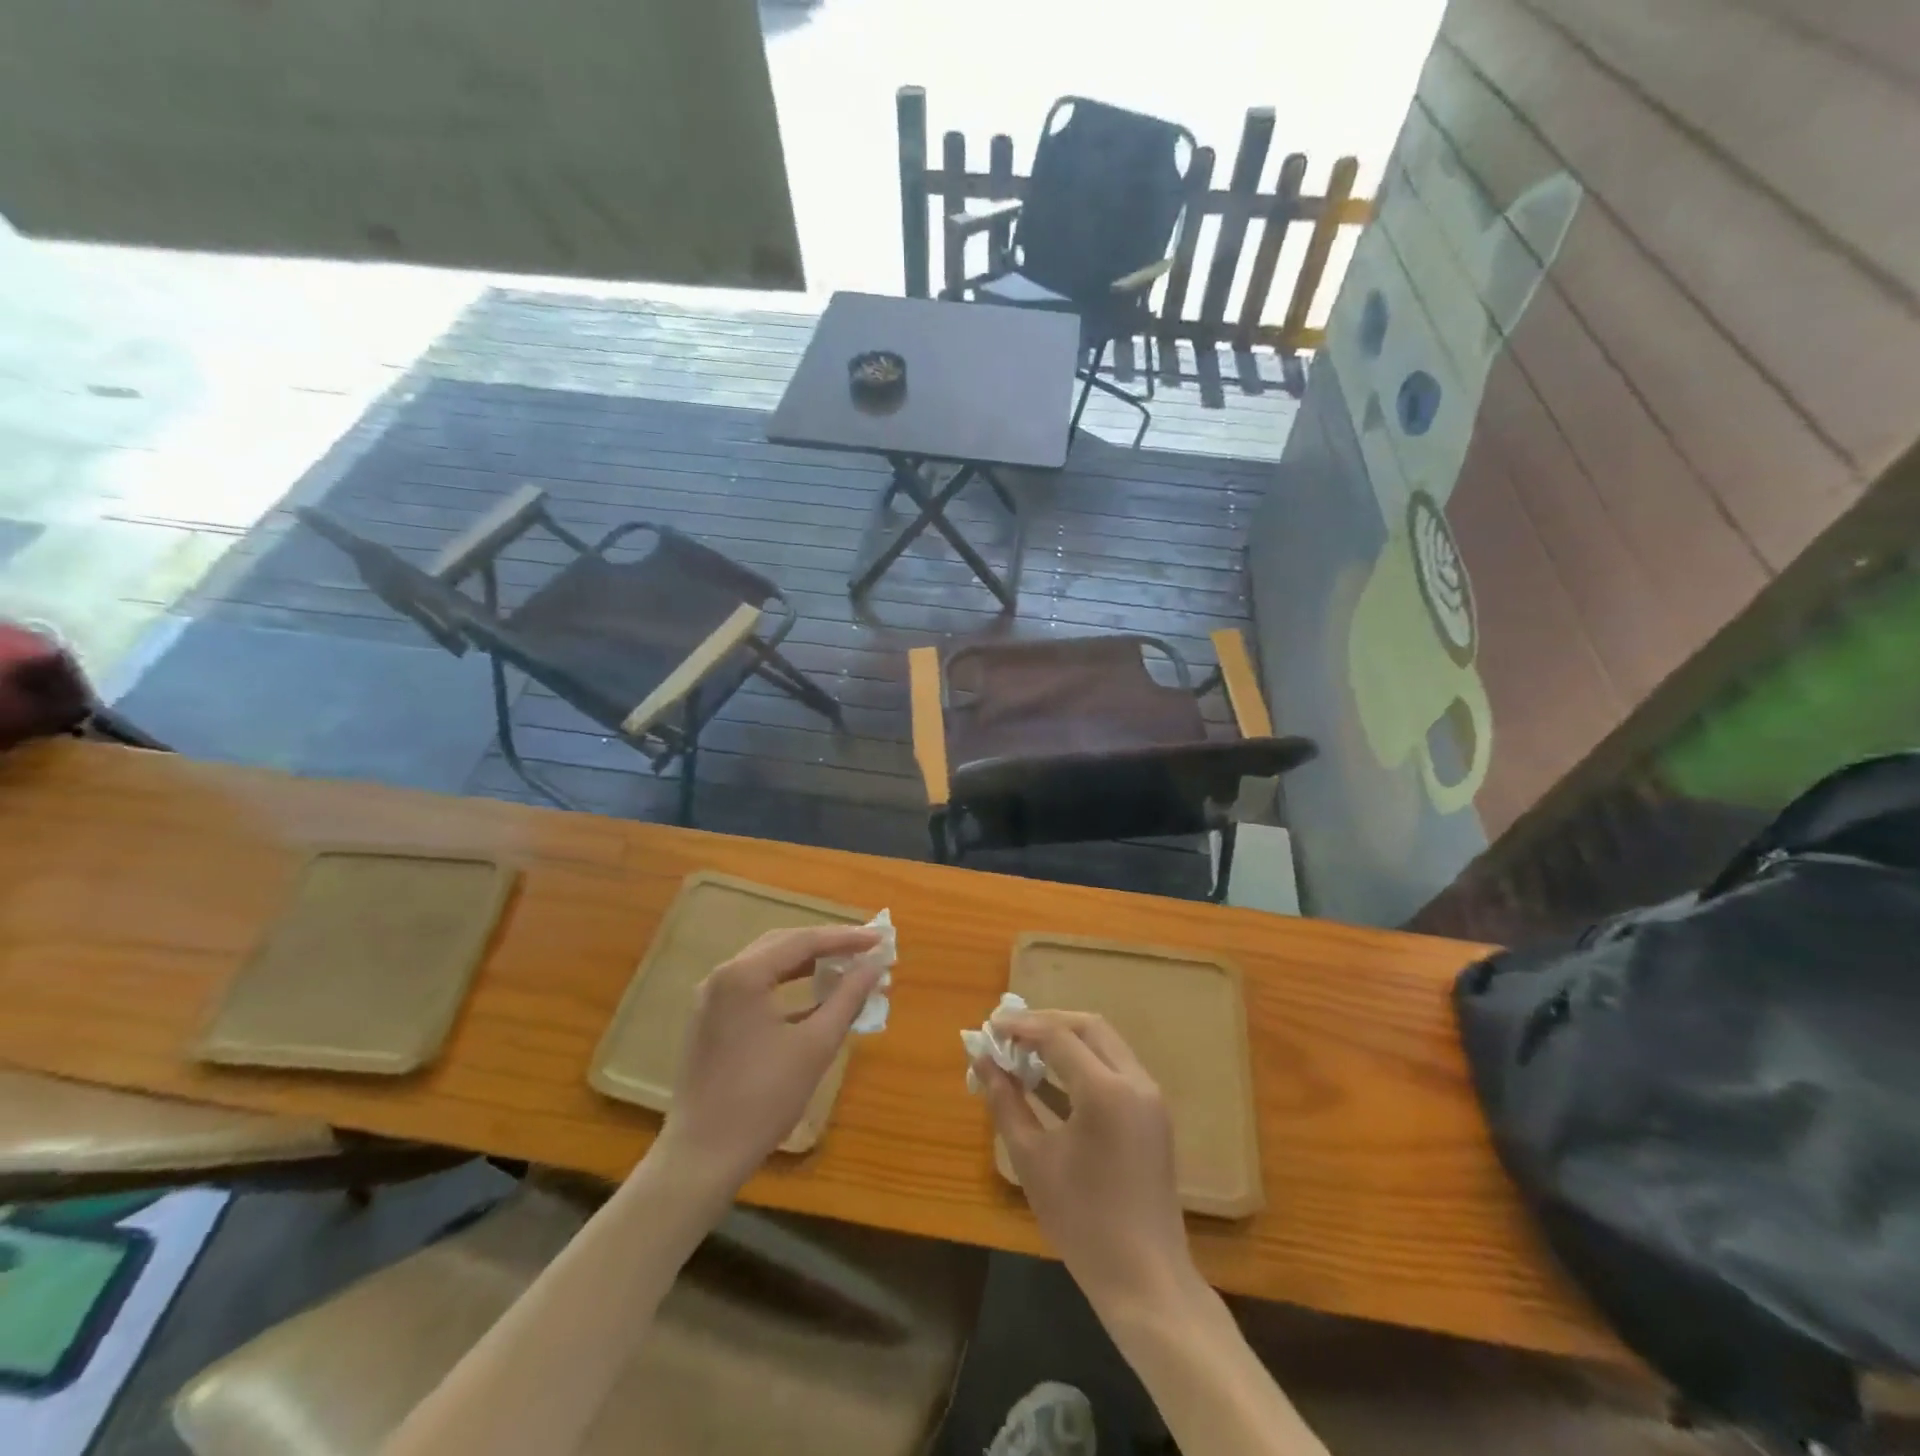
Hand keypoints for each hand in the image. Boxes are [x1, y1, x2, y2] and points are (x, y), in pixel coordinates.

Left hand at [660, 925, 882, 1191]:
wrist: (703, 1157)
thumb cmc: (763, 1099)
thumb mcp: (816, 1046)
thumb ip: (848, 998)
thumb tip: (875, 966)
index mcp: (743, 975)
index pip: (803, 941)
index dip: (845, 938)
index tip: (880, 939)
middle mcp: (722, 976)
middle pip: (783, 945)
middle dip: (827, 945)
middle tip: (865, 949)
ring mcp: (712, 998)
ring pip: (768, 965)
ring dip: (808, 965)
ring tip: (846, 967)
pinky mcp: (711, 1020)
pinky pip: (756, 987)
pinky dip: (788, 987)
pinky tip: (816, 998)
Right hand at [974, 1011, 1201, 1320]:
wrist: (1146, 1280)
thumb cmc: (1082, 1222)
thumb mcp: (1032, 1159)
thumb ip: (1006, 1102)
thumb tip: (983, 1062)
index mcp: (1106, 1090)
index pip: (1058, 1036)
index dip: (1021, 1026)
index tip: (990, 1027)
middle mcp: (1135, 1081)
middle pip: (1089, 1028)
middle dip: (1047, 1023)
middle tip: (1010, 1034)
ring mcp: (1150, 1098)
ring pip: (1106, 1045)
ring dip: (1067, 1041)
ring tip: (1026, 1052)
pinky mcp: (1152, 1115)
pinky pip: (1116, 1070)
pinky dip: (1084, 1064)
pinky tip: (1051, 1081)